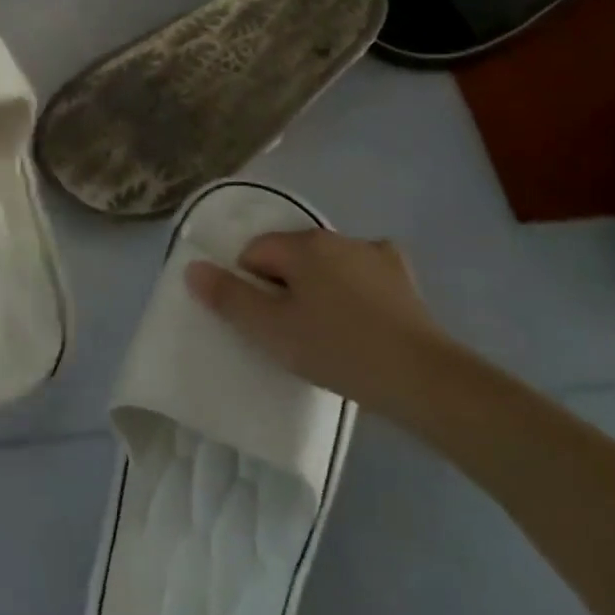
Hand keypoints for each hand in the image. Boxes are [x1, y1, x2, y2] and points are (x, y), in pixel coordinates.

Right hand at [186, 231, 459, 421]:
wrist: (422, 378)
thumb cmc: (338, 350)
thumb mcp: (272, 331)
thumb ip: (229, 298)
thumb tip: (193, 267)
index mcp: (302, 245)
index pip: (255, 252)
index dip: (251, 286)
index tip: (265, 323)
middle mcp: (336, 237)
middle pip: (291, 255)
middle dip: (284, 285)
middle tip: (293, 331)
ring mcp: (373, 253)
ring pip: (327, 262)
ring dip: (319, 285)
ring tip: (329, 330)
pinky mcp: (401, 275)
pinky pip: (364, 270)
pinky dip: (356, 285)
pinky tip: (362, 314)